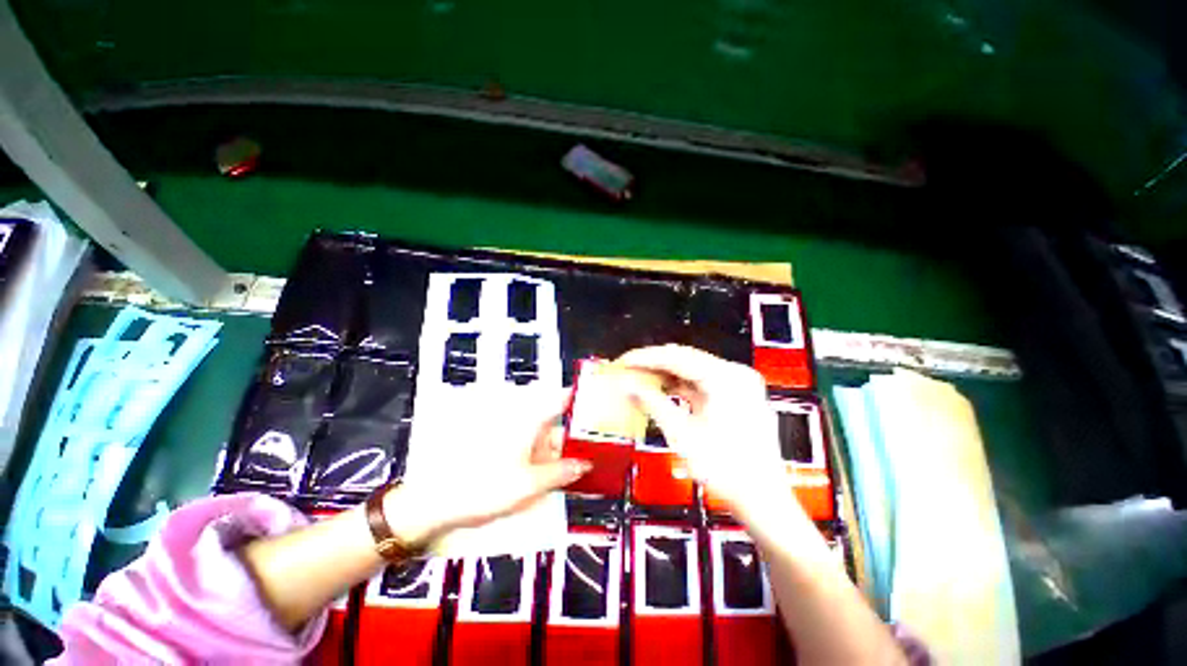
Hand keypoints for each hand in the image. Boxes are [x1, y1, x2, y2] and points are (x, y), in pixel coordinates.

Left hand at [383, 392, 590, 546]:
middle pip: (561, 428)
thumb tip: (584, 465)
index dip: (580, 397)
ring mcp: (520, 445)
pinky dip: (554, 467)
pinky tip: (565, 479)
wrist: (442, 503)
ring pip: (552, 446)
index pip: (560, 402)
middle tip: (604, 449)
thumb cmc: (483, 486)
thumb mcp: (529, 483)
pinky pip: (541, 459)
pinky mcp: (514, 459)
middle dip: (581, 439)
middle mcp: (527, 429)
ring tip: (590, 468)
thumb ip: (560, 473)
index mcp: (530, 424)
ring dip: (569, 456)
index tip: (599, 397)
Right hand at [618, 345, 801, 523]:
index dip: (647, 358)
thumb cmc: (725, 469)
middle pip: (687, 360)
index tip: (624, 361)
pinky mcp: (737, 397)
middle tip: (629, 369)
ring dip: (667, 375)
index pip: (678, 357)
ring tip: (641, 379)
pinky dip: (681, 387)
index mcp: (726, 378)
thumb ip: (653, 403)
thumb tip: (628, 387)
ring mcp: (739, 385)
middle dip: (655, 364)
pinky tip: (662, 390)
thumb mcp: (682, 434)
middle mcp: (736, 375)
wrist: (762, 500)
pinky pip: (703, 384)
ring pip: (694, 371)